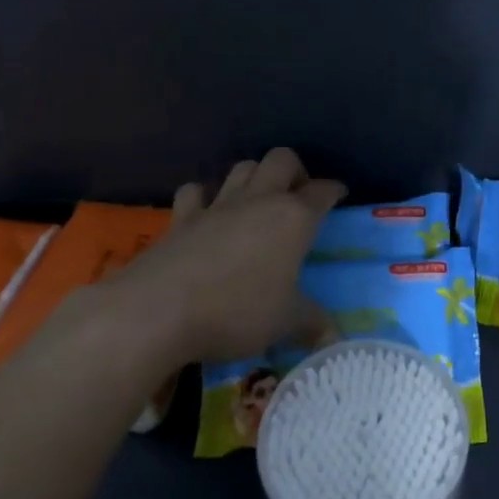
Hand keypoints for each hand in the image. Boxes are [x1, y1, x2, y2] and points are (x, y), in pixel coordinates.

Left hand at [102, 148, 344, 363]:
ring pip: (242, 167)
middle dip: (295, 170)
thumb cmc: (236, 312)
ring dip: (254, 176)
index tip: (340, 194)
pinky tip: (206, 211)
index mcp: (294, 219)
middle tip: (298, 195)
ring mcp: (217, 205)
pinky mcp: (182, 218)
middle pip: (281, 160)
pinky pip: (195, 192)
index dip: (334, 190)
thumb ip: (312, 324)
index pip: (322, 192)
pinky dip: (204, 196)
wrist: (158, 310)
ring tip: (258, 199)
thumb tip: (335, 338)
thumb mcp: (284, 323)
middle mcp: (259, 201)